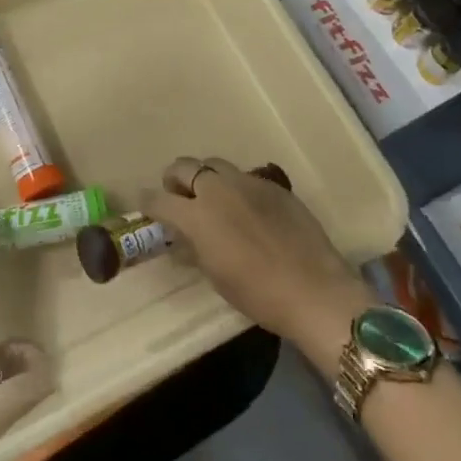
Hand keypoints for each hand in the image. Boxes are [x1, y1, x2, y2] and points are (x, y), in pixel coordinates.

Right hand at [141, 157, 370, 368]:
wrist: (315, 290)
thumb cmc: (258, 294)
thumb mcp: (215, 275)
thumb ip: (194, 247)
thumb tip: (184, 236)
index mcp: (197, 215)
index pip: (159, 199)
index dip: (148, 202)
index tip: (145, 205)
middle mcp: (218, 189)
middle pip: (185, 166)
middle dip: (175, 179)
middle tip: (178, 197)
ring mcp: (248, 182)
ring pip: (215, 166)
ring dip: (206, 178)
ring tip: (213, 199)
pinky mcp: (274, 186)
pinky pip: (245, 178)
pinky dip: (236, 189)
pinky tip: (247, 211)